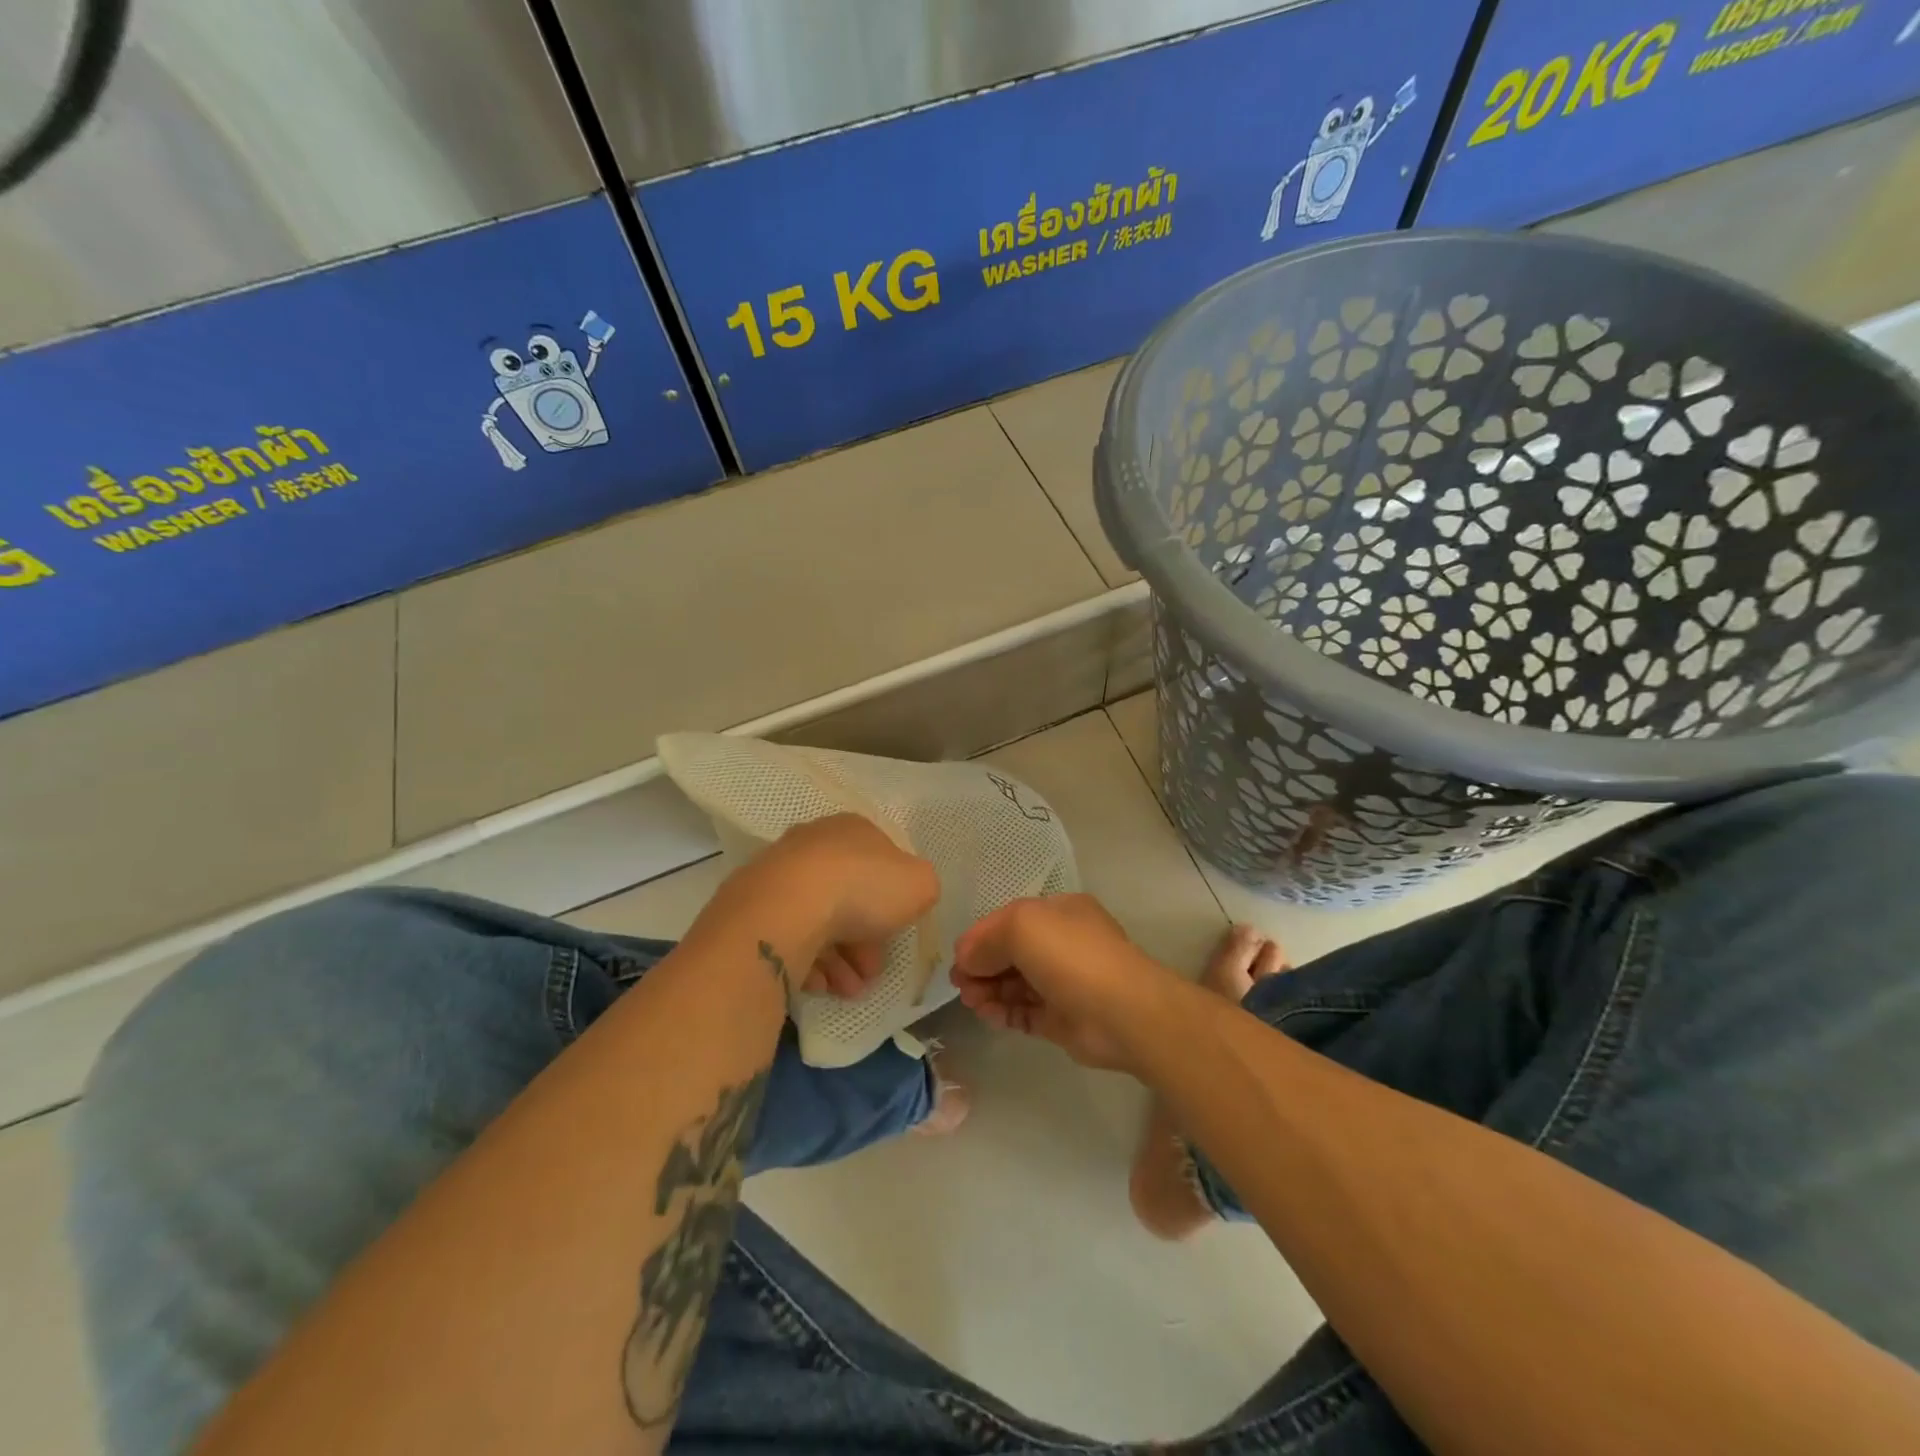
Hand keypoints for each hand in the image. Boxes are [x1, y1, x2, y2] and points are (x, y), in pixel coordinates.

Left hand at [728, 814, 937, 997]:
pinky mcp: (751, 908)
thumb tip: (909, 894)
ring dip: (839, 961)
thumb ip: (921, 886)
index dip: (893, 904)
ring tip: (847, 991)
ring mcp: (777, 875)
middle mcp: (812, 845)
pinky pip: (788, 937)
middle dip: (865, 942)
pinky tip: (819, 986)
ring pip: (817, 921)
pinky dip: (806, 963)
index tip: (896, 939)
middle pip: (848, 897)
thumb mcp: (919, 884)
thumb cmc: (860, 889)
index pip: (880, 864)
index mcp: (852, 829)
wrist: (785, 911)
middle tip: (870, 974)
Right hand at [951, 895, 1182, 1070]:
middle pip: (1010, 952)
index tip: (956, 958)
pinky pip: (1025, 1013)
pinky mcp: (1063, 1019)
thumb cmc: (1071, 957)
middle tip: (960, 984)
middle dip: (982, 965)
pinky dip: (1004, 1013)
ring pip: (1015, 984)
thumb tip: (966, 958)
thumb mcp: (1021, 927)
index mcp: (1058, 913)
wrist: (1123, 1013)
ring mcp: (1063, 983)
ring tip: (970, 1001)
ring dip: (989, 990)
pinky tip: (987, 1015)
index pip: (1009, 920)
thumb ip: (987, 939)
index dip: (980, 937)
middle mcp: (1062, 944)